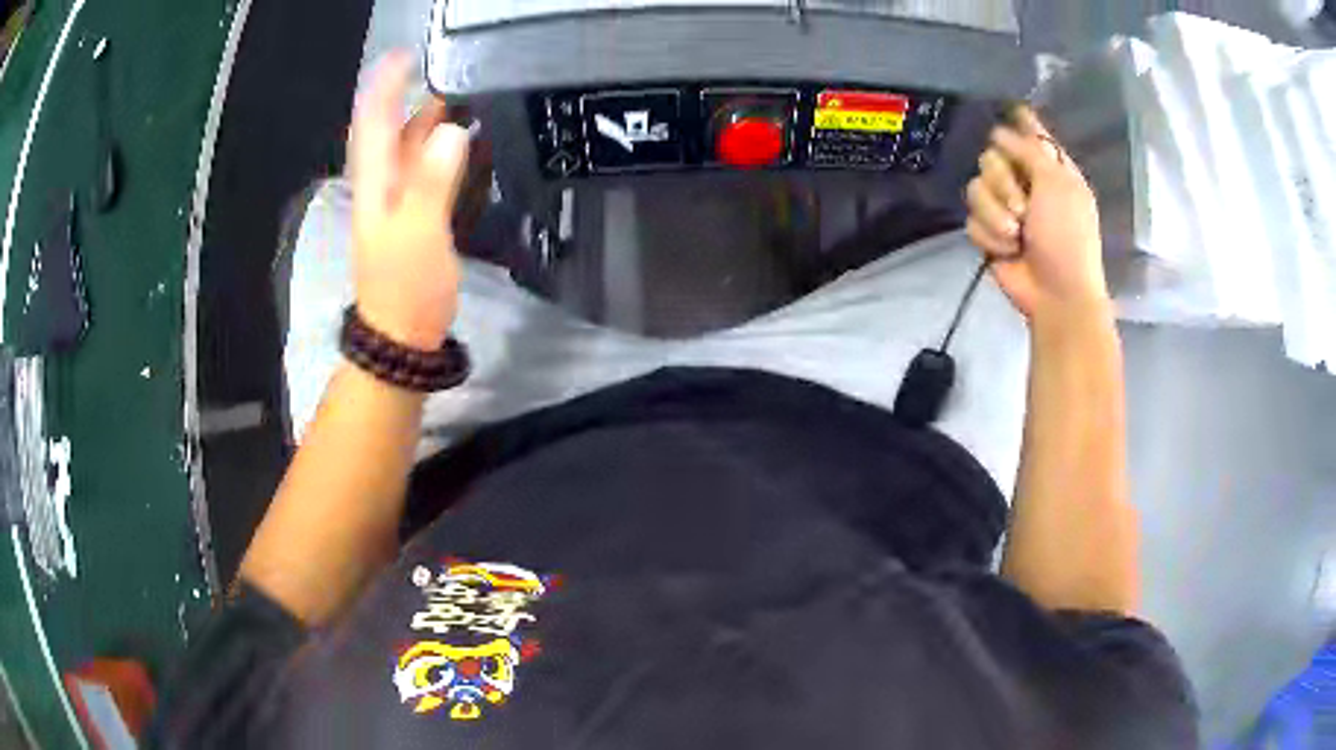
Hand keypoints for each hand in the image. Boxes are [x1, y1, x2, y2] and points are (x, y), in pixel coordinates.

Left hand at [348, 52, 469, 348]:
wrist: (401, 335)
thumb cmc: (405, 286)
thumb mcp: (417, 232)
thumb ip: (431, 180)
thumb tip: (452, 130)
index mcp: (375, 182)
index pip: (373, 122)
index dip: (385, 86)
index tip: (406, 56)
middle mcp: (381, 184)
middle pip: (390, 129)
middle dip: (412, 96)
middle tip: (452, 73)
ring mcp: (397, 201)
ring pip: (408, 148)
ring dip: (429, 120)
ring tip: (465, 97)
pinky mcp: (414, 216)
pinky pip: (425, 169)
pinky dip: (441, 148)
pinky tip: (465, 142)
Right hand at [966, 106, 1110, 325]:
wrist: (1055, 293)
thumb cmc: (1067, 237)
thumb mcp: (1057, 185)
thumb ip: (1030, 150)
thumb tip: (1000, 132)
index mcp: (1050, 168)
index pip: (1029, 133)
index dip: (1017, 122)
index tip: (1008, 111)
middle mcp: (1026, 182)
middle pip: (991, 157)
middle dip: (1002, 182)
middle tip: (1023, 207)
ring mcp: (1005, 208)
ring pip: (976, 187)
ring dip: (996, 214)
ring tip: (1016, 235)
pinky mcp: (989, 232)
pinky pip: (972, 219)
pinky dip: (990, 236)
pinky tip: (1007, 250)